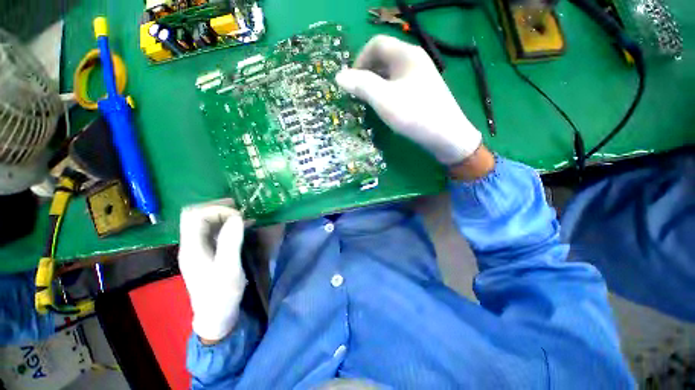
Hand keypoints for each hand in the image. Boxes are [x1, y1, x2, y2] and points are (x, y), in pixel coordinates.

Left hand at [178, 199, 246, 342]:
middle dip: (218, 208)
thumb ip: (231, 242)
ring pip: (204, 221)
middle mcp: (190, 245)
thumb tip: (237, 218)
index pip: (195, 216)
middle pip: (196, 215)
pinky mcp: (206, 252)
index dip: (217, 210)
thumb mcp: (229, 269)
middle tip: (240, 210)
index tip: (238, 217)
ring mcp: (197, 248)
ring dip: (223, 215)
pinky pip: (212, 230)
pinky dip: (225, 224)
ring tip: (243, 216)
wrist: (216, 316)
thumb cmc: (222, 294)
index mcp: (192, 248)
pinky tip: (241, 226)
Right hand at [336, 35, 481, 164]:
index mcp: (406, 54)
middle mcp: (415, 60)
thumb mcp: (384, 99)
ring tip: (368, 101)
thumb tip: (339, 76)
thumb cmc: (414, 115)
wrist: (447, 136)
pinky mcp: (423, 91)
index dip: (359, 59)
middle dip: (366, 73)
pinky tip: (385, 106)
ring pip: (391, 73)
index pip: (376, 44)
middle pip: (384, 57)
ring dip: (376, 83)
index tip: (351, 82)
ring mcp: (421, 76)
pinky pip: (399, 85)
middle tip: (357, 94)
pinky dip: (387, 92)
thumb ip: (361, 85)